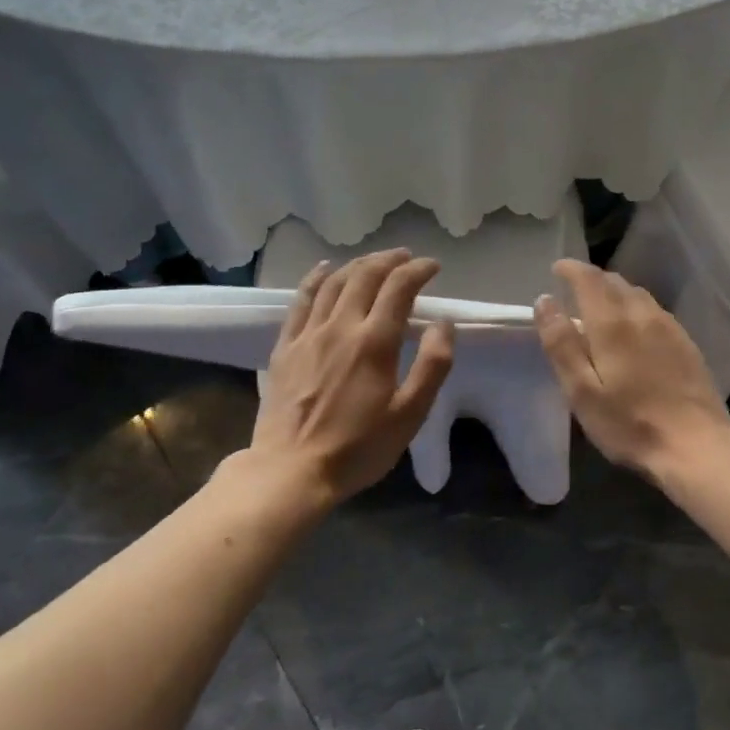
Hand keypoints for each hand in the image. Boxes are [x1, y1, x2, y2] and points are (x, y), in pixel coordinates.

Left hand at [251, 248, 455, 505]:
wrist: (291, 470)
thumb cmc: (358, 448)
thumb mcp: (410, 414)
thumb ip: (432, 365)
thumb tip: (443, 324)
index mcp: (375, 342)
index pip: (399, 288)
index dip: (418, 270)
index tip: (433, 267)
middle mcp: (341, 326)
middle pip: (365, 276)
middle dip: (390, 260)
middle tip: (406, 258)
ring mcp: (309, 334)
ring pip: (334, 282)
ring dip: (358, 264)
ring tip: (374, 261)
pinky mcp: (285, 346)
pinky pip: (301, 300)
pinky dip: (316, 278)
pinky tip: (325, 269)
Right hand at [534, 260, 729, 480]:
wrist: (696, 446)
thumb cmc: (629, 423)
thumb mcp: (581, 391)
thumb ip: (561, 344)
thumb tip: (545, 301)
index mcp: (612, 323)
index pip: (589, 279)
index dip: (571, 269)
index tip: (557, 268)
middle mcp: (643, 315)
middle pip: (615, 282)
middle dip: (593, 279)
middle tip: (574, 289)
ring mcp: (669, 328)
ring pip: (638, 294)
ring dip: (616, 292)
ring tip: (601, 306)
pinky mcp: (687, 343)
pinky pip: (655, 311)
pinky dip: (636, 308)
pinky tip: (635, 328)